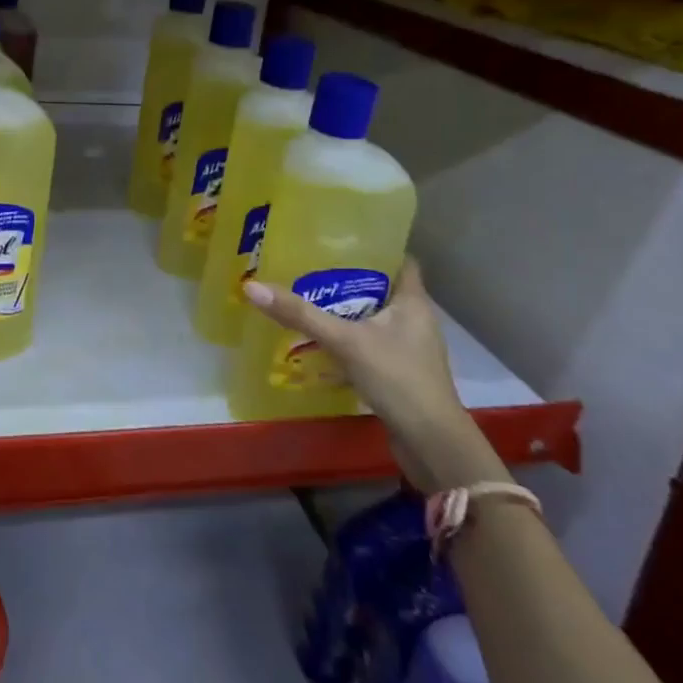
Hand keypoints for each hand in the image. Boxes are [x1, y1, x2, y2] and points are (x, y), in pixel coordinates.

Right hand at [243, 259, 506, 491]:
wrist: (432, 445)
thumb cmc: (399, 379)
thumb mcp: (345, 341)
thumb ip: (301, 314)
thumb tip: (251, 286)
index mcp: (413, 302)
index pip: (399, 259)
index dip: (374, 245)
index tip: (338, 237)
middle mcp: (414, 320)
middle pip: (379, 288)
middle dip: (346, 278)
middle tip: (308, 265)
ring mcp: (408, 349)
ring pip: (372, 318)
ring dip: (344, 311)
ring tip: (305, 299)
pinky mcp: (398, 373)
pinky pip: (368, 345)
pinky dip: (345, 340)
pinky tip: (317, 343)